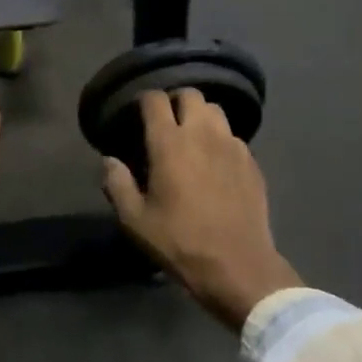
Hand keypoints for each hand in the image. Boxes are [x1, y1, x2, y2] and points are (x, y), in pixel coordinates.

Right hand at [103, 90, 300, 329]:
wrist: (238, 267)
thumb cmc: (180, 242)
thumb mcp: (135, 221)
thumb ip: (117, 185)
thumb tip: (109, 161)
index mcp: (169, 143)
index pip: (155, 99)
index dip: (144, 100)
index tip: (137, 113)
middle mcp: (202, 134)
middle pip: (191, 94)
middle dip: (175, 101)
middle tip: (166, 122)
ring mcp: (232, 146)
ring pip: (216, 111)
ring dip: (200, 116)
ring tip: (192, 136)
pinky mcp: (252, 162)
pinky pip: (233, 136)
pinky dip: (220, 139)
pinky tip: (215, 161)